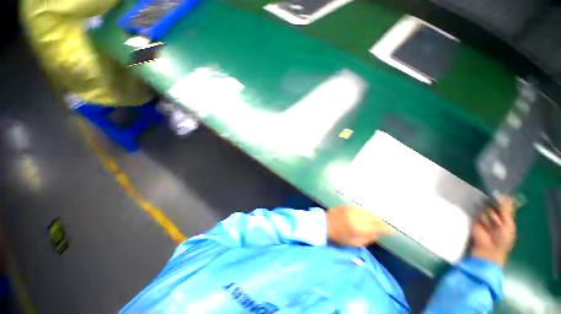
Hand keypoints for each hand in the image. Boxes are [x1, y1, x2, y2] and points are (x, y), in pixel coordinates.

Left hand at [326, 206, 393, 246]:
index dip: (386, 229)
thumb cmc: (337, 236)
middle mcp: (357, 217)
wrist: (324, 224)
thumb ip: (366, 239)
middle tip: (385, 227)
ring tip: (378, 221)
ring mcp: (352, 210)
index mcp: (359, 228)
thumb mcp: (353, 243)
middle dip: (382, 222)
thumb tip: (376, 234)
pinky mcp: (348, 206)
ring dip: (375, 217)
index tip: (392, 231)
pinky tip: (368, 215)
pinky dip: (367, 212)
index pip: (377, 227)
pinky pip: (361, 208)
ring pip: (368, 212)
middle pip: (374, 218)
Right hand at [471, 197, 516, 265]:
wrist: (489, 249)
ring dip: (489, 217)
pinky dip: (482, 219)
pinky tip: (483, 225)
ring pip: (487, 209)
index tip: (502, 195)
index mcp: (506, 215)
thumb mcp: (508, 225)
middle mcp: (495, 213)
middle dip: (496, 211)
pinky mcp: (475, 217)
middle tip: (498, 222)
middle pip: (494, 204)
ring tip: (489, 227)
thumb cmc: (503, 239)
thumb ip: (506, 210)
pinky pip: (478, 213)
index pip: (504, 203)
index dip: (503, 199)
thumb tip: (506, 195)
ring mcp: (484, 215)